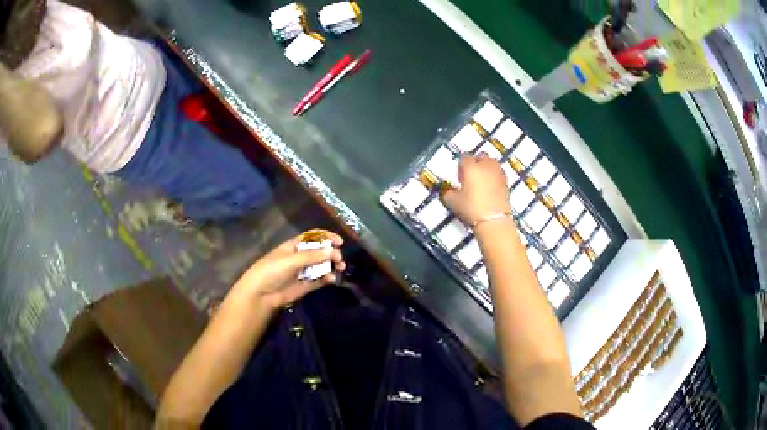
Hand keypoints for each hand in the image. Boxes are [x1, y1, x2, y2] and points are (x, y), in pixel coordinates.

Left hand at [228, 230, 345, 310]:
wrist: (261, 294)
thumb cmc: (272, 271)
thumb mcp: (291, 260)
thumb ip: (312, 256)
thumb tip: (333, 251)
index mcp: (294, 246)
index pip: (313, 238)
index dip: (326, 238)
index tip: (339, 242)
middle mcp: (300, 257)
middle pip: (320, 251)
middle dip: (331, 253)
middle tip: (339, 259)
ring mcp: (303, 271)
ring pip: (322, 265)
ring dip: (332, 265)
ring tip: (341, 268)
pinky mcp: (306, 285)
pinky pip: (320, 279)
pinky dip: (328, 278)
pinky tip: (332, 279)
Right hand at [442, 153, 510, 224]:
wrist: (493, 220)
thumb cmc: (471, 208)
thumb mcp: (453, 201)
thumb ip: (448, 192)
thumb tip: (449, 190)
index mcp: (471, 167)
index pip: (464, 157)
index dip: (461, 166)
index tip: (459, 177)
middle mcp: (485, 165)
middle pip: (481, 156)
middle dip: (475, 163)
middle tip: (470, 176)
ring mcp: (498, 173)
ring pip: (492, 163)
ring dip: (486, 168)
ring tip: (481, 181)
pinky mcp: (506, 182)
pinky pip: (498, 173)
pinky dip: (494, 176)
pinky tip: (490, 187)